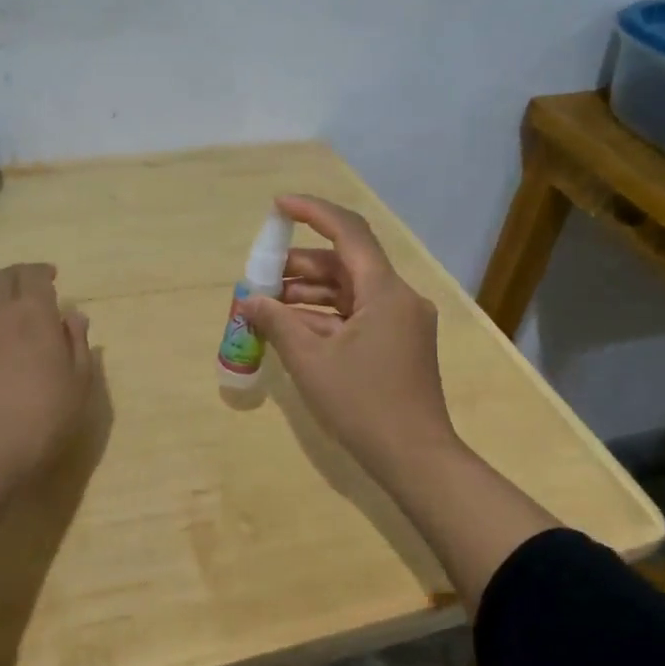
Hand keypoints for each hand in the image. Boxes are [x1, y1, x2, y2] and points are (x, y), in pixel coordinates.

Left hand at [0, 263, 94, 476]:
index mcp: (31, 311)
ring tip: (4, 304)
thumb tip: (73, 315)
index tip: (52, 278)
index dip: (43, 273)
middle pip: (1, 277)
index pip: (34, 275)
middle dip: (17, 276)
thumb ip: (76, 342)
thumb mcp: (78, 381)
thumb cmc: (43, 414)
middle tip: (29, 287)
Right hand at [242, 195, 463, 491]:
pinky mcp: (397, 345)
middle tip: (259, 276)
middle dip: (299, 266)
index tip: (277, 206)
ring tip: (266, 305)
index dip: (312, 212)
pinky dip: (324, 317)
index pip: (348, 232)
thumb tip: (249, 301)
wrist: (415, 459)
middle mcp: (398, 298)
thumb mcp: (310, 361)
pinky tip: (290, 328)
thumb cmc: (363, 404)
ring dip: (308, 294)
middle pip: (344, 264)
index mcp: (385, 291)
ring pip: (348, 292)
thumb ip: (276, 323)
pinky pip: (356, 317)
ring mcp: (400, 323)